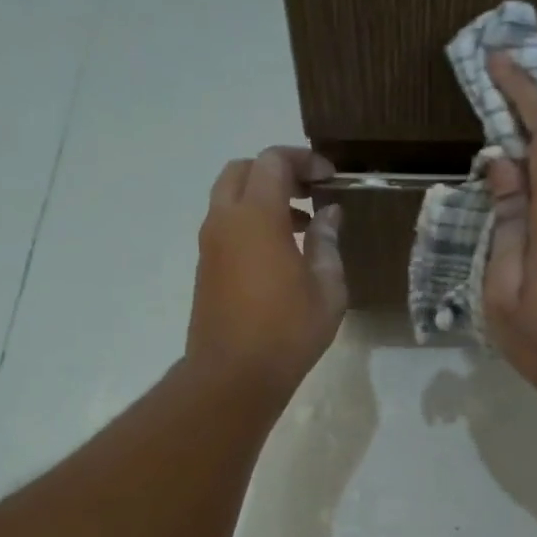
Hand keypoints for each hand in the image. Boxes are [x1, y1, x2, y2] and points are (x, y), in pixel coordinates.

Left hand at [187, 146, 345, 399]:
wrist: (233, 375)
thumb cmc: (288, 331)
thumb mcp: (327, 288)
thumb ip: (327, 243)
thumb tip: (328, 215)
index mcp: (257, 217)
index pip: (273, 162)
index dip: (304, 161)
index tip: (330, 178)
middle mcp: (225, 221)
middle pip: (243, 171)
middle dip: (277, 173)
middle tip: (310, 193)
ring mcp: (210, 245)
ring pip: (230, 198)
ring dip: (263, 199)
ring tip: (302, 226)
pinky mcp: (206, 268)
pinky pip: (226, 226)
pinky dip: (251, 223)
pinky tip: (280, 254)